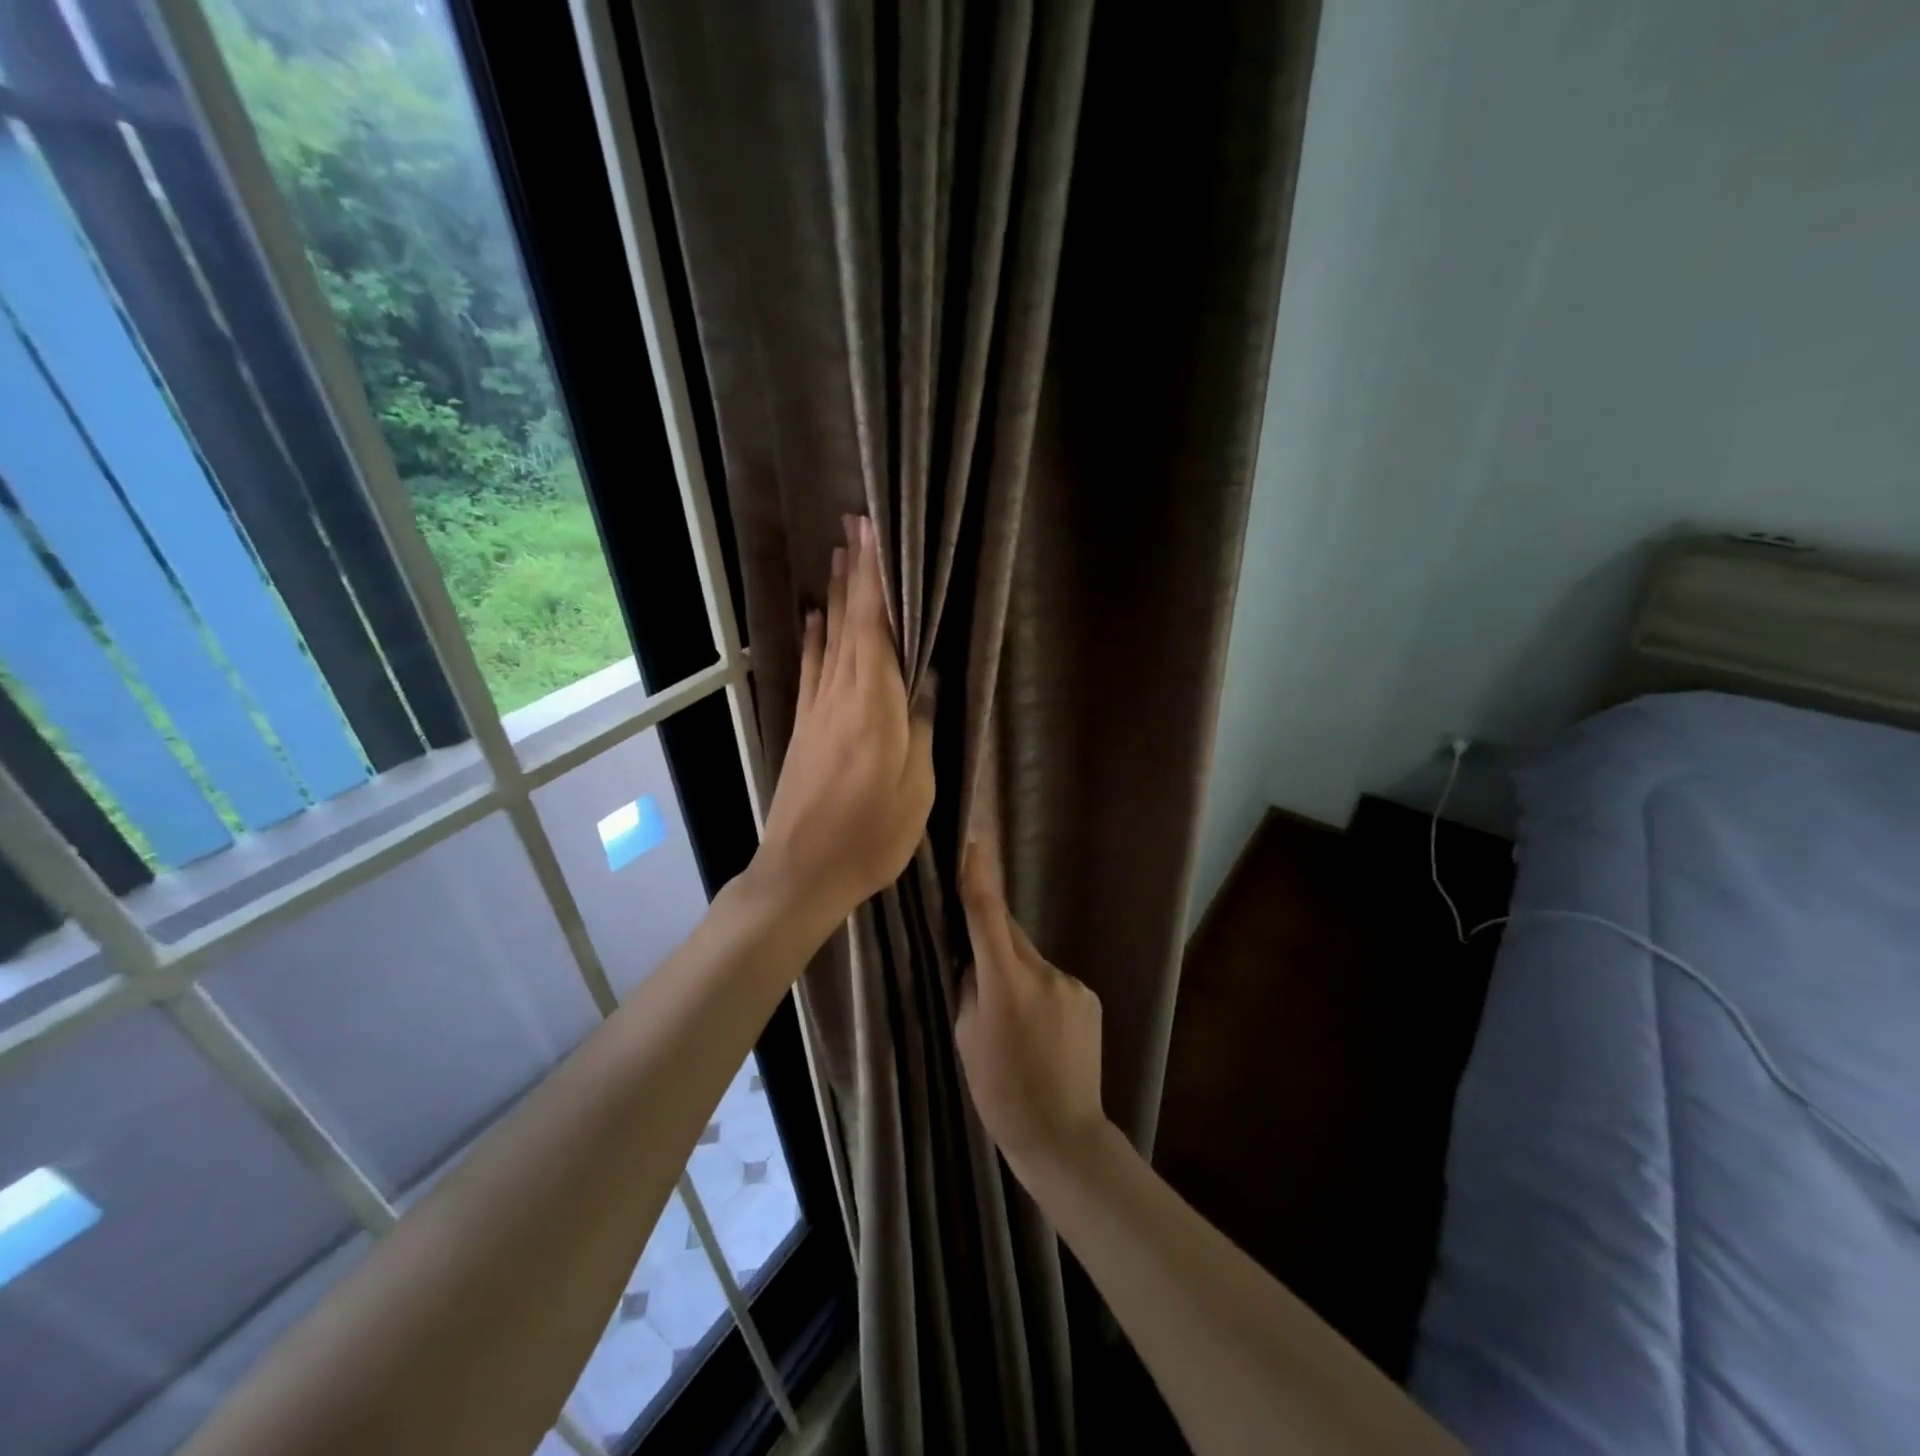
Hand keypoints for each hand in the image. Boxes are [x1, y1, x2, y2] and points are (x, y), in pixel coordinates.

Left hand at [756, 515, 934, 928]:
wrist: (802, 871)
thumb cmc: (870, 836)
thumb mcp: (916, 789)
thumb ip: (920, 730)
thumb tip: (925, 684)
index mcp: (874, 705)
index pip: (875, 628)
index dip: (876, 580)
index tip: (875, 536)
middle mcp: (841, 695)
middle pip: (850, 623)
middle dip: (856, 572)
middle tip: (857, 524)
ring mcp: (817, 710)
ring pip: (830, 639)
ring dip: (837, 595)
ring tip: (840, 554)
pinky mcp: (805, 728)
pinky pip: (812, 669)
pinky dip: (814, 638)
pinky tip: (816, 618)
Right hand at [955, 835, 1108, 1178]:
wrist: (1064, 1135)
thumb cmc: (1001, 1092)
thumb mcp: (966, 1038)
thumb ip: (970, 987)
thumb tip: (975, 961)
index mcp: (1006, 982)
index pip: (987, 915)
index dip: (979, 876)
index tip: (973, 842)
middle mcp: (1044, 972)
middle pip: (1009, 935)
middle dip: (992, 940)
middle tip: (977, 967)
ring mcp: (1072, 984)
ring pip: (1031, 961)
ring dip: (1017, 975)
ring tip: (1014, 1023)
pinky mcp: (1089, 998)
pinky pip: (1053, 981)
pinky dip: (1040, 993)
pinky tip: (1040, 1032)